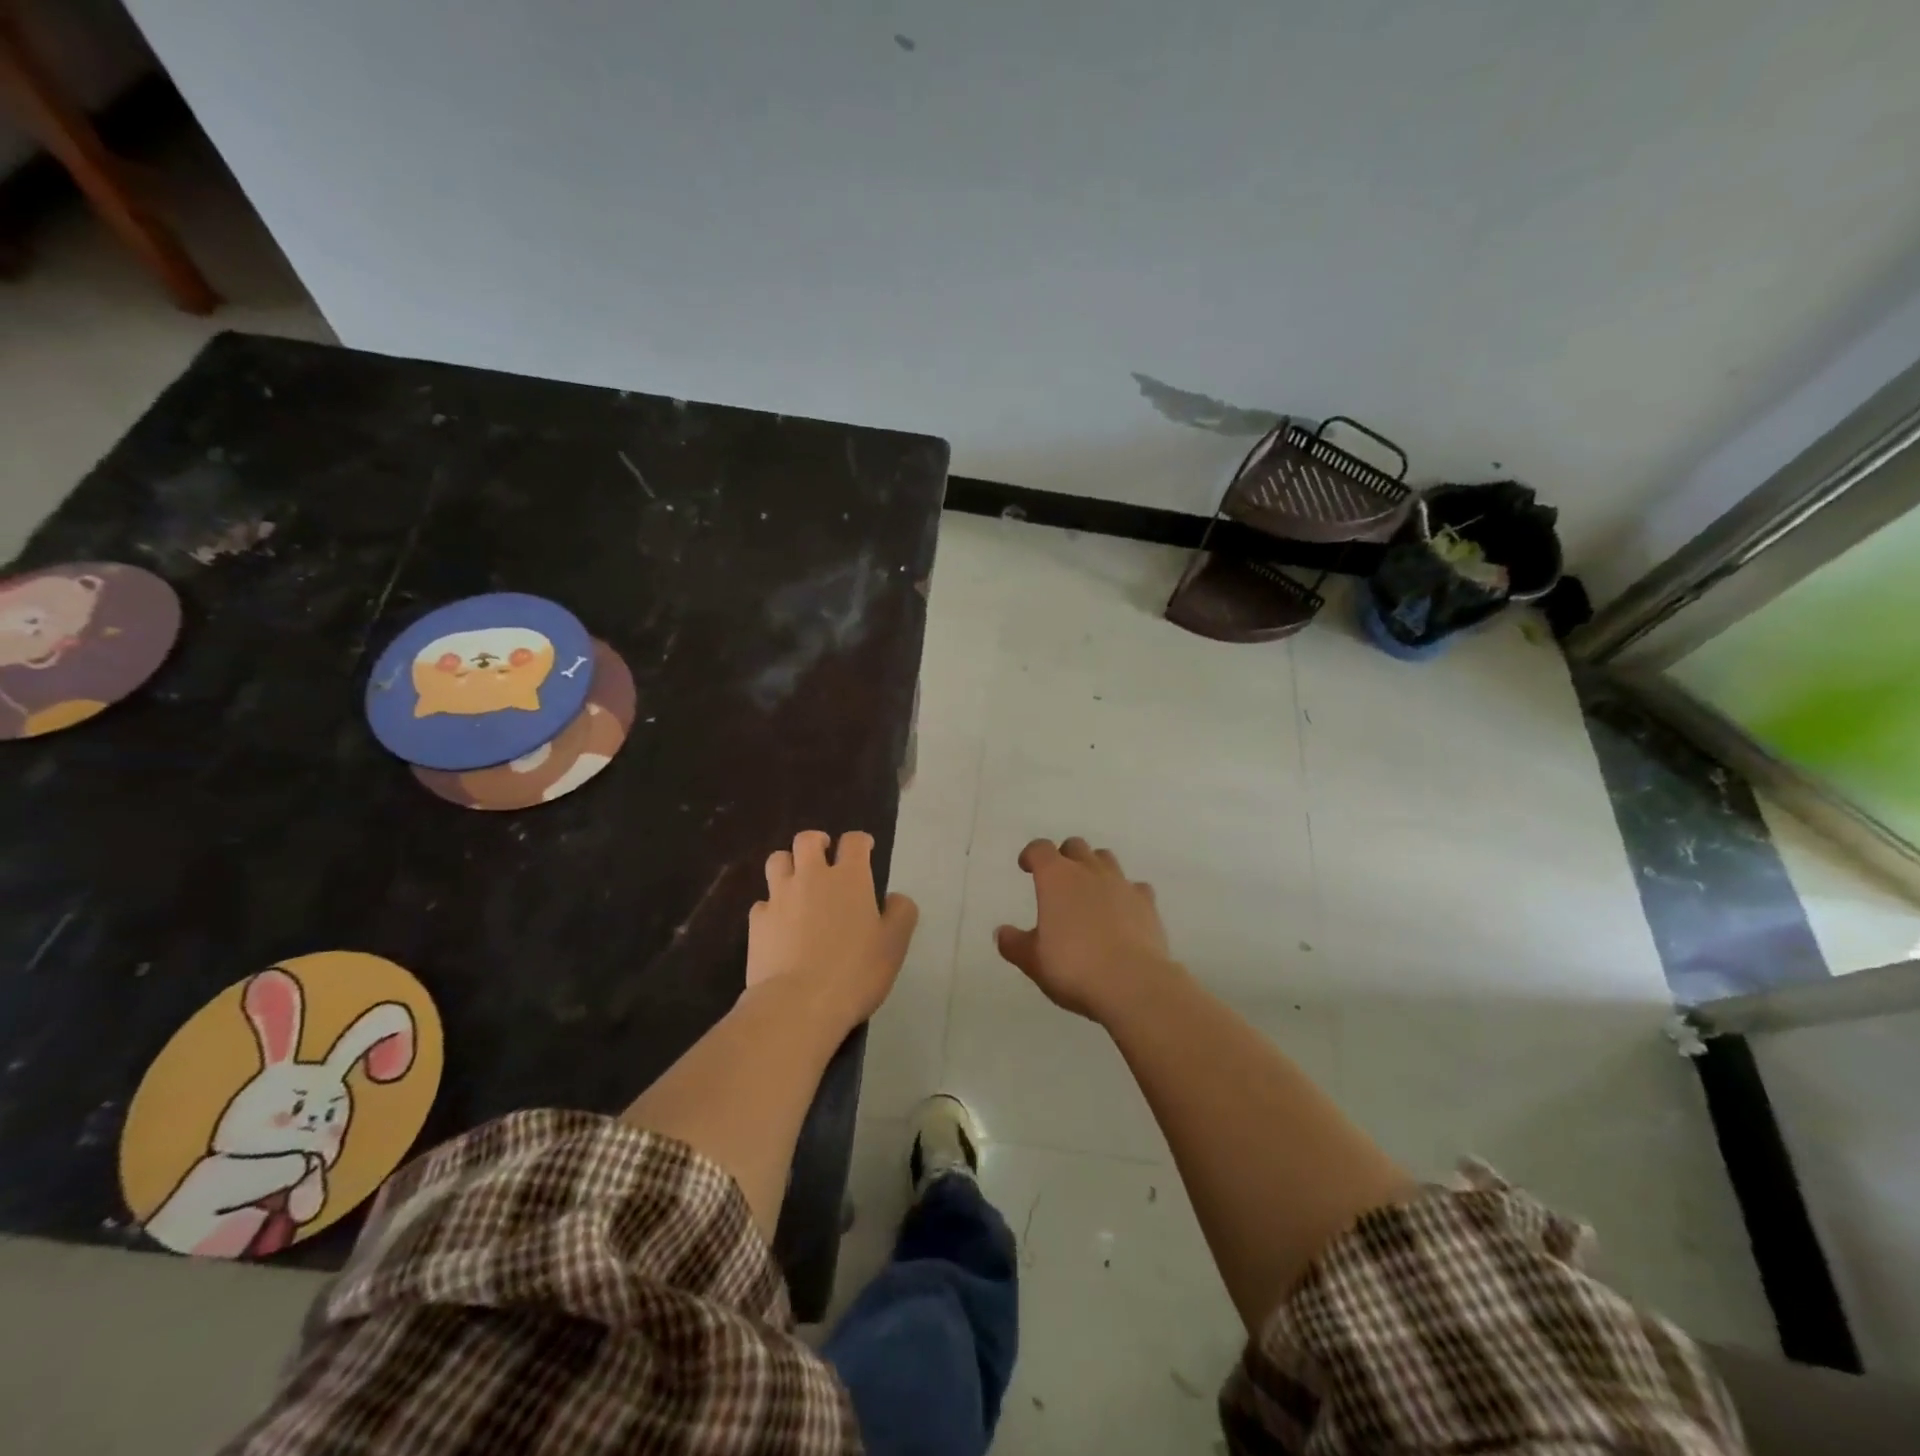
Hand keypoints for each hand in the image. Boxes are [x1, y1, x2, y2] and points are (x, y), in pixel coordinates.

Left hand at [746, 830, 918, 1025]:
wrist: (798, 1004)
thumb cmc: (855, 971)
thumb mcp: (895, 944)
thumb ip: (901, 913)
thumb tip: (893, 898)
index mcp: (849, 878)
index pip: (853, 842)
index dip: (860, 842)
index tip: (865, 849)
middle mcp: (811, 876)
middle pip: (807, 840)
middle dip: (817, 842)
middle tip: (825, 855)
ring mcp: (779, 897)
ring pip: (777, 861)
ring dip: (789, 864)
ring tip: (797, 881)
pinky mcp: (757, 921)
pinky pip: (762, 901)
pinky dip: (772, 905)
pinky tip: (779, 922)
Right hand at [995, 838, 1175, 1020]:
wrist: (1133, 983)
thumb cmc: (1073, 967)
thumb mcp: (1033, 961)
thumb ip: (1014, 944)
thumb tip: (1002, 933)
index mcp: (1056, 878)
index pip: (1040, 849)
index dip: (1031, 855)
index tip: (1026, 867)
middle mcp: (1089, 871)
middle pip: (1075, 847)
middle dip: (1064, 857)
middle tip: (1058, 880)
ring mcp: (1121, 884)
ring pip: (1106, 859)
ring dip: (1095, 868)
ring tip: (1089, 891)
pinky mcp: (1147, 903)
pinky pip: (1135, 887)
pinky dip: (1126, 893)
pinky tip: (1123, 912)